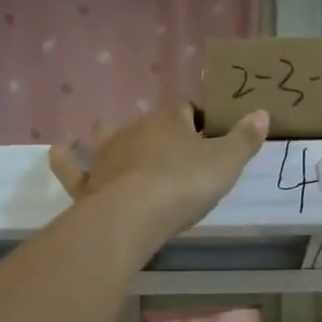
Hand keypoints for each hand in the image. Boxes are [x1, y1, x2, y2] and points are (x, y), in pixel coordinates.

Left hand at [49, 102, 269, 249]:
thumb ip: (244, 139)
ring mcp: (106, 155)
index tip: (208, 133)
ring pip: (105, 136)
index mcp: (169, 119)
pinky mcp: (88, 183)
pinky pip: (70, 168)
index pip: (185, 107)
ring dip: (110, 136)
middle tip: (172, 150)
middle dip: (158, 130)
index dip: (197, 117)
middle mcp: (133, 129)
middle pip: (147, 122)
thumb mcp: (226, 163)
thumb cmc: (185, 183)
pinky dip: (65, 159)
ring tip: (114, 141)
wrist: (136, 214)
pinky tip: (60, 151)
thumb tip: (261, 113)